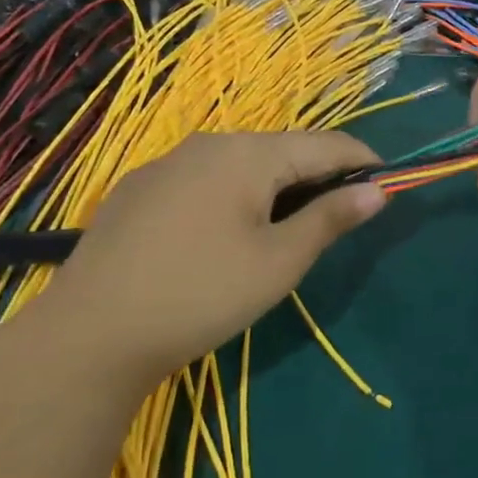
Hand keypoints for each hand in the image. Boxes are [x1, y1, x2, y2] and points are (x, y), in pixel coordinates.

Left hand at [38, 131, 385, 381]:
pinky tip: (223, 233)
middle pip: (283, 150)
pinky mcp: (139, 188)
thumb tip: (377, 191)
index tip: (387, 183)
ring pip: (241, 163)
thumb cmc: (201, 295)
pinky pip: (204, 178)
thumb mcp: (279, 262)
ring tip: (285, 226)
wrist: (89, 333)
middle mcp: (209, 143)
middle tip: (338, 216)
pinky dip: (233, 194)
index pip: (326, 145)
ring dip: (275, 185)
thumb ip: (330, 219)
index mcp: (250, 154)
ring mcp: (168, 163)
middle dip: (318, 175)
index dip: (362, 162)